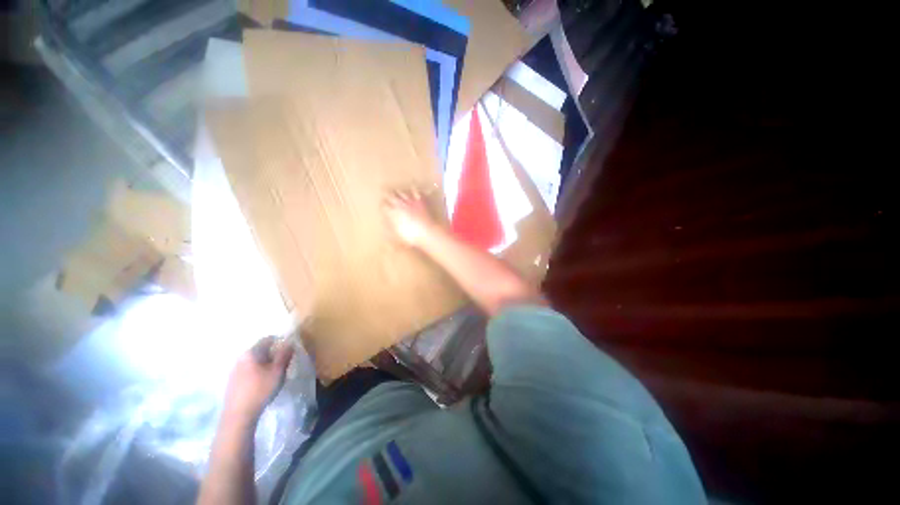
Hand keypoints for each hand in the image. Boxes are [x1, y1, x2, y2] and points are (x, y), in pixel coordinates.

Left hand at [222, 337, 293, 424]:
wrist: (238, 415)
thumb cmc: (261, 389)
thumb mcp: (278, 371)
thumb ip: (285, 354)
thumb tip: (289, 342)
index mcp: (251, 353)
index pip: (267, 339)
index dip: (280, 341)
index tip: (289, 349)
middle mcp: (241, 358)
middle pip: (260, 350)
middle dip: (272, 353)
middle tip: (283, 363)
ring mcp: (234, 370)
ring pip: (254, 361)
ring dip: (265, 363)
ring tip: (274, 374)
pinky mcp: (232, 382)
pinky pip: (248, 370)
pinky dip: (257, 372)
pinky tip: (262, 383)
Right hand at [383, 188, 437, 246]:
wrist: (428, 232)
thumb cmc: (412, 236)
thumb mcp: (397, 236)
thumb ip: (390, 230)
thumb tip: (385, 226)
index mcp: (393, 212)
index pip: (384, 205)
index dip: (382, 206)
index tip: (382, 206)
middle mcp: (400, 204)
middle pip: (391, 195)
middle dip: (387, 195)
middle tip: (385, 194)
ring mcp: (411, 200)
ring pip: (402, 191)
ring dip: (399, 192)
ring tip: (398, 191)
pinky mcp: (421, 200)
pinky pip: (417, 192)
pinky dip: (414, 191)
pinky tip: (414, 190)